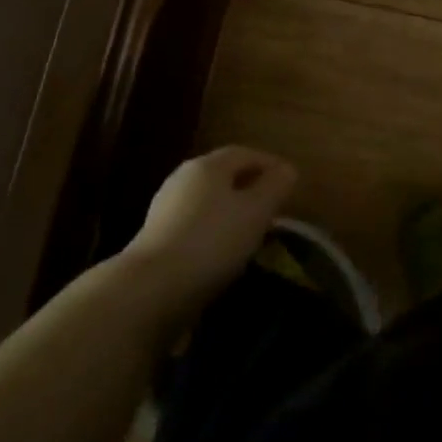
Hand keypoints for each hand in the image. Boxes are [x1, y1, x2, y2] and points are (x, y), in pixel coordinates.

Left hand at [123, 146, 296, 312]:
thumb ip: (276, 186)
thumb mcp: (257, 211)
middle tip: (273, 205)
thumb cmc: (213, 241)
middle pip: (223, 175)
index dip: (270, 163)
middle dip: (249, 186)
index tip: (289, 181)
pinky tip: (224, 250)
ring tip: (252, 231)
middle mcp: (183, 178)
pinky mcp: (155, 238)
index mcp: (208, 165)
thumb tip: (287, 170)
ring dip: (231, 210)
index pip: (245, 153)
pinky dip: (213, 230)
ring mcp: (165, 208)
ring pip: (207, 200)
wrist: (151, 289)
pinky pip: (194, 224)